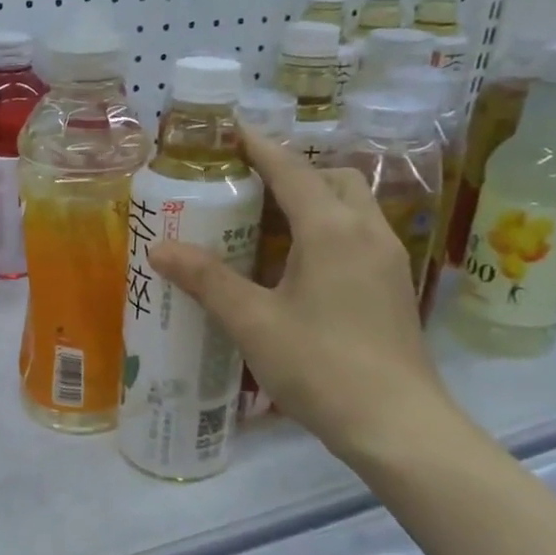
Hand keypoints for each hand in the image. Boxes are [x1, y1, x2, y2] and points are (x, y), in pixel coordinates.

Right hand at [148, 128, 461, 467]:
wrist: (396, 424)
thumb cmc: (320, 366)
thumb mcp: (253, 322)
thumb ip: (207, 280)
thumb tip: (159, 247)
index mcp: (331, 230)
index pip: (291, 170)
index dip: (259, 146)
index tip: (231, 130)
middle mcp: (366, 231)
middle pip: (333, 179)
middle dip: (294, 172)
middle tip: (250, 188)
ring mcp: (388, 259)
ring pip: (353, 206)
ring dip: (316, 200)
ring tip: (271, 224)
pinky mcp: (394, 286)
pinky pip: (360, 235)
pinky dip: (330, 229)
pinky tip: (301, 266)